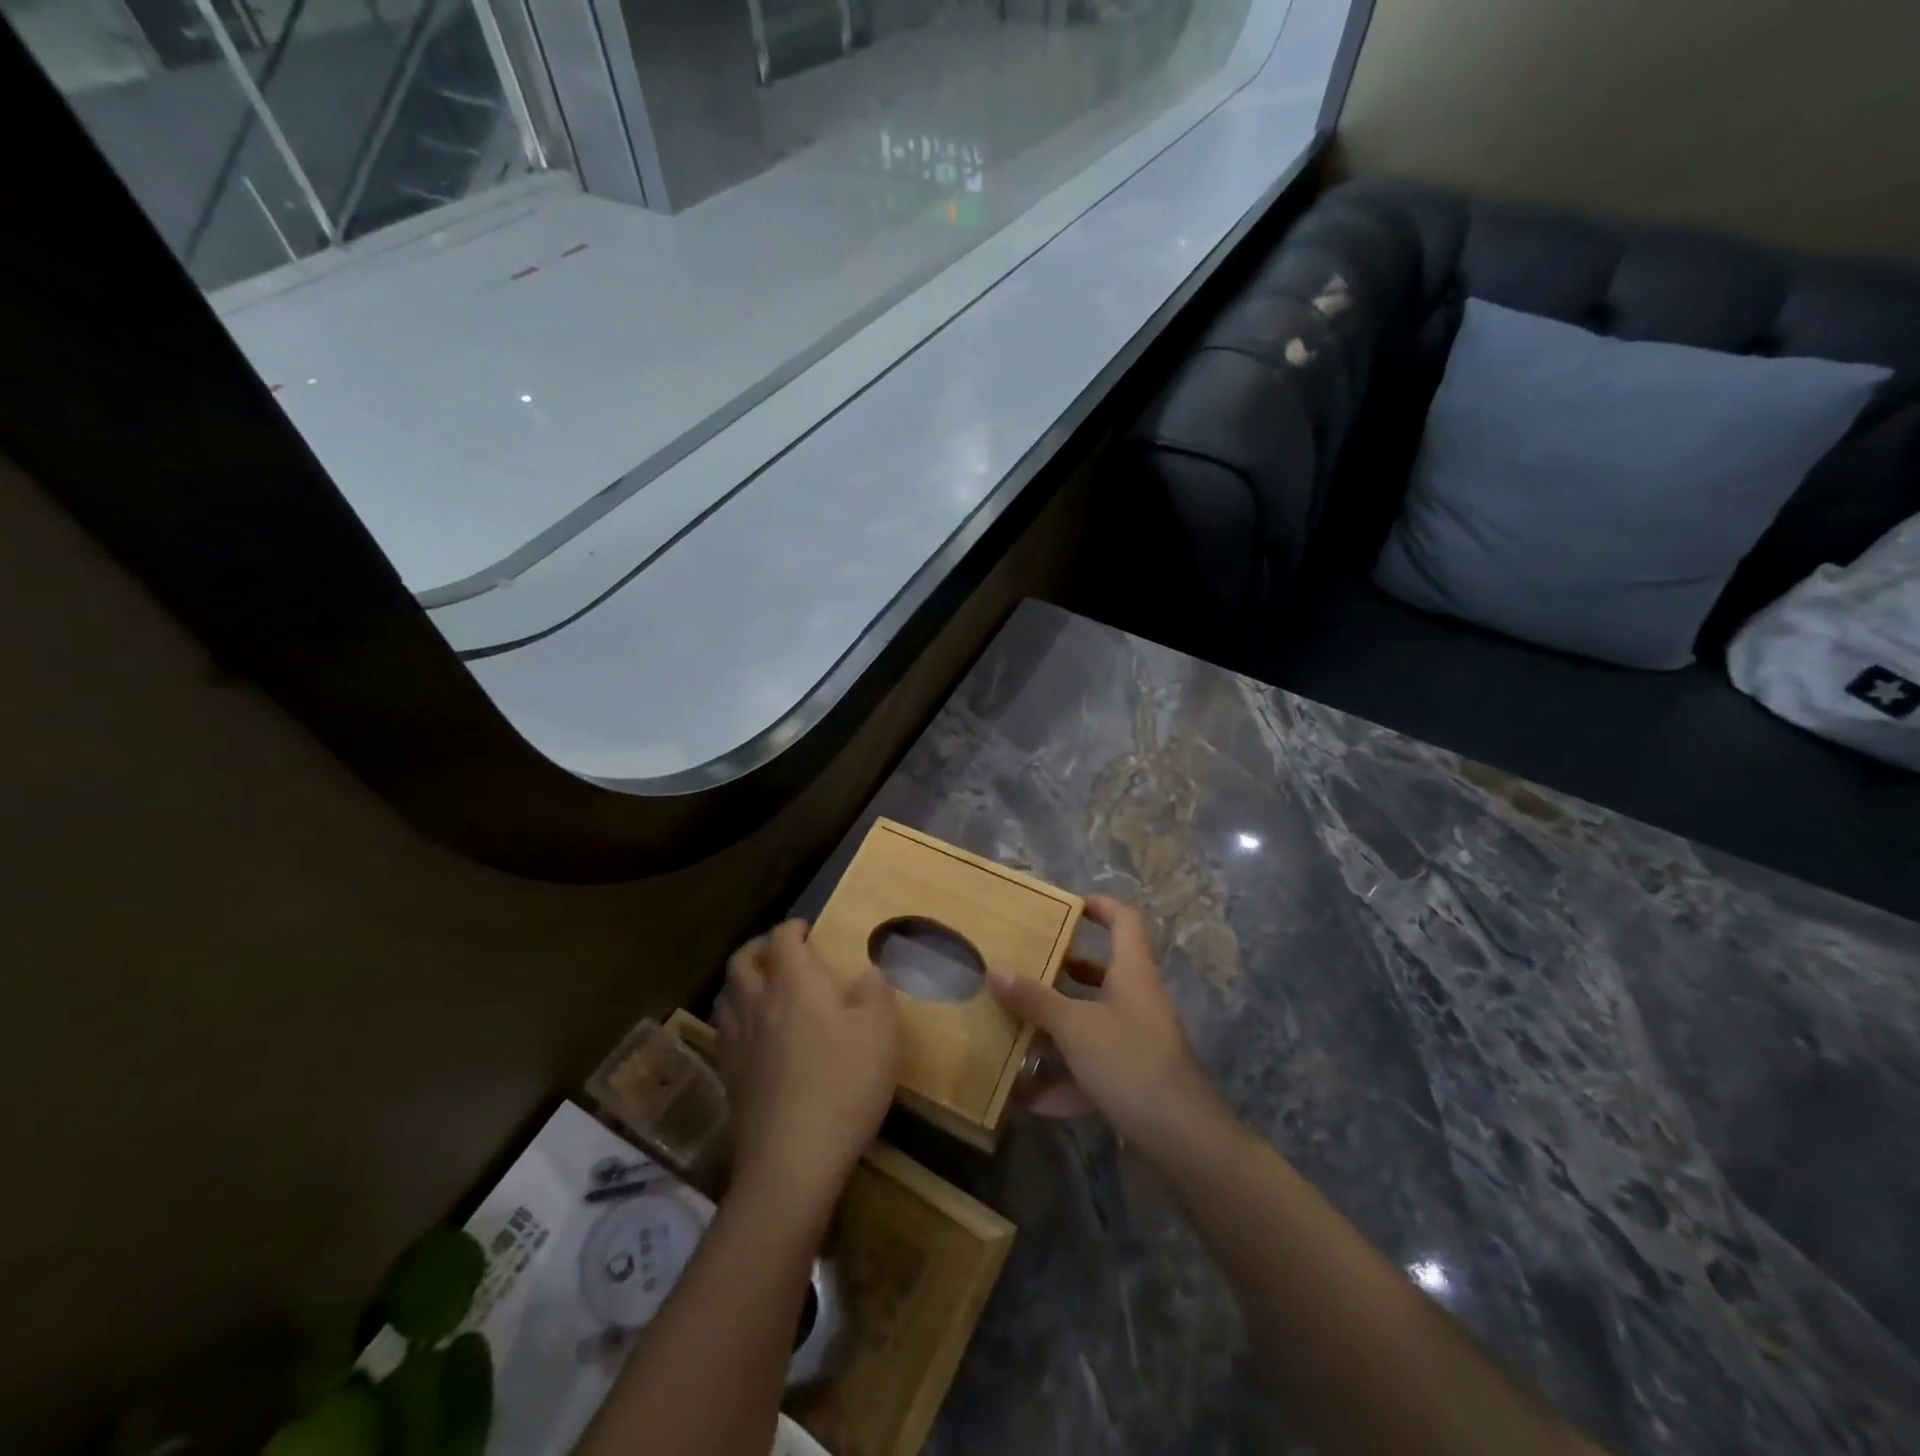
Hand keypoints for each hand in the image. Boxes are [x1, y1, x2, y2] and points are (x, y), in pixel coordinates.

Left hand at [716, 920, 897, 1213]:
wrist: (793, 1158)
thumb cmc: (844, 1083)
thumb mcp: (880, 1031)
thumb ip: (876, 991)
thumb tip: (868, 972)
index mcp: (794, 983)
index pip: (782, 938)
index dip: (793, 928)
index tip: (808, 930)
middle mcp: (758, 1002)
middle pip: (743, 960)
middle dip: (760, 947)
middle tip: (781, 951)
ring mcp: (737, 1039)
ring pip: (727, 992)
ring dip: (743, 978)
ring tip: (762, 985)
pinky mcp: (729, 1074)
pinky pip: (724, 1028)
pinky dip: (736, 1014)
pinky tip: (754, 1032)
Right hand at [990, 896, 1228, 1160]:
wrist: (1181, 1141)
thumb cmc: (1130, 1063)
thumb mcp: (1075, 1027)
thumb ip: (1035, 999)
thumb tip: (996, 970)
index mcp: (1132, 973)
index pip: (1124, 921)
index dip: (1099, 906)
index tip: (1065, 906)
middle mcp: (1137, 1001)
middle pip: (1101, 972)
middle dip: (1062, 971)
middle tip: (1024, 966)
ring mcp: (1136, 1043)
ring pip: (1091, 1023)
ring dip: (1056, 1028)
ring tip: (1015, 1025)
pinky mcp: (1132, 1082)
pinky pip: (1091, 1070)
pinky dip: (1063, 1081)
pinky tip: (1029, 1098)